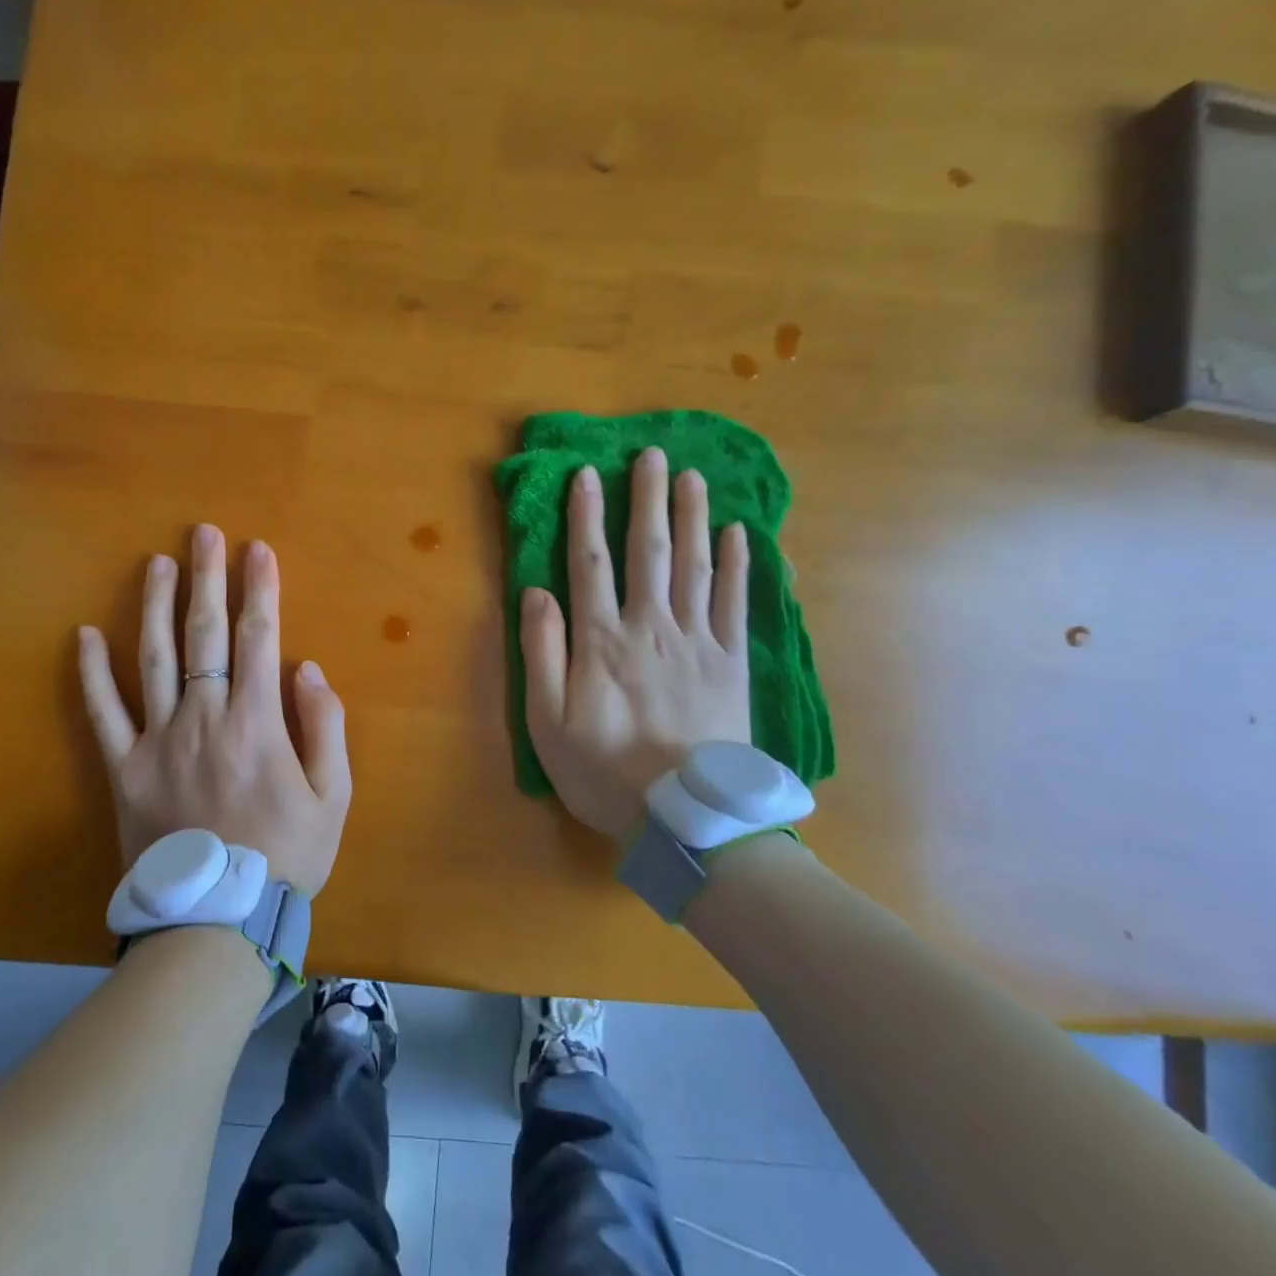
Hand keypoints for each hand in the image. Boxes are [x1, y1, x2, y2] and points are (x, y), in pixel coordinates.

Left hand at [77, 524, 351, 893]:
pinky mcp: (124, 767)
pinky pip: (104, 714)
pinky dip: (92, 674)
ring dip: (155, 606)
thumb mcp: (334, 796)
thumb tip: (307, 668)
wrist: (218, 918)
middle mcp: (205, 717)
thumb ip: (324, 727)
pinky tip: (83, 635)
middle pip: (206, 634)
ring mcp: (159, 739)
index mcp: (257, 722)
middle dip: (207, 578)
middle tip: (204, 533)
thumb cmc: (286, 856)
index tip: (258, 550)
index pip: (260, 637)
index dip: (260, 589)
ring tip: (156, 563)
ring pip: (153, 659)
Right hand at [520, 448, 751, 841]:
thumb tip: (535, 593)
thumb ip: (541, 654)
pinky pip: (736, 604)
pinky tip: (740, 535)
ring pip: (695, 567)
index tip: (587, 474)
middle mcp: (651, 628)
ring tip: (692, 477)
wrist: (689, 820)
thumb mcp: (548, 723)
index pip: (590, 564)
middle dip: (647, 500)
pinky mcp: (733, 664)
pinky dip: (739, 567)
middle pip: (648, 552)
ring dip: (692, 518)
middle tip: (651, 454)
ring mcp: (698, 643)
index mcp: (602, 642)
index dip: (586, 516)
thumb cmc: (605, 773)